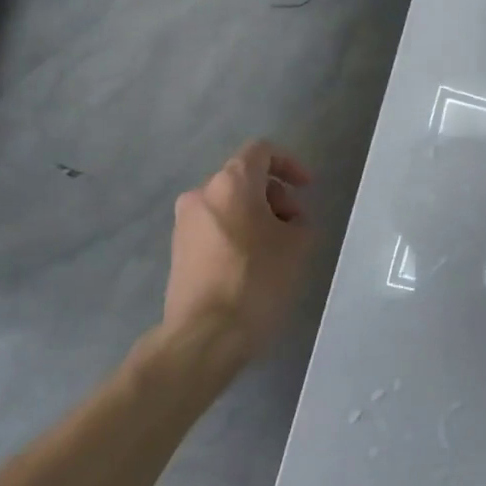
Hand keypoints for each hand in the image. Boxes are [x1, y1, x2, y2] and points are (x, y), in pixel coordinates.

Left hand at [156, 140, 313, 358]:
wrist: (205, 334)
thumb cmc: (257, 280)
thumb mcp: (298, 245)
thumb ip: (299, 220)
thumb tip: (287, 222)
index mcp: (231, 183)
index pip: (261, 151)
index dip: (290, 164)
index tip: (306, 189)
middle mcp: (201, 194)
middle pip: (244, 179)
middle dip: (275, 196)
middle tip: (296, 227)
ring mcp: (184, 223)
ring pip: (229, 205)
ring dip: (257, 217)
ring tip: (278, 250)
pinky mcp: (178, 251)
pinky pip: (215, 228)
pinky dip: (238, 234)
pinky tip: (253, 265)